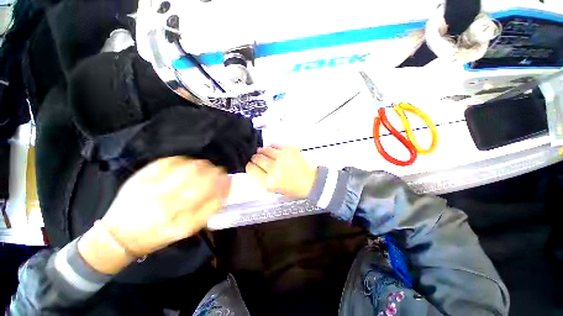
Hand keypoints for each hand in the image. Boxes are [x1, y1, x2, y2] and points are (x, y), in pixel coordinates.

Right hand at [246, 145, 316, 197]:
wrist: (310, 182)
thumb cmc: (294, 188)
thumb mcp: (276, 190)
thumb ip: (264, 182)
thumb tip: (257, 173)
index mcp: (269, 180)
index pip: (252, 169)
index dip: (249, 166)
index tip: (250, 165)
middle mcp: (274, 168)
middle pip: (257, 158)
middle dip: (255, 158)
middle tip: (256, 157)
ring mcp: (282, 158)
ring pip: (265, 150)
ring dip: (262, 151)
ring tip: (263, 151)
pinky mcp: (289, 150)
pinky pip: (275, 144)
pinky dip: (272, 146)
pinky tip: (272, 148)